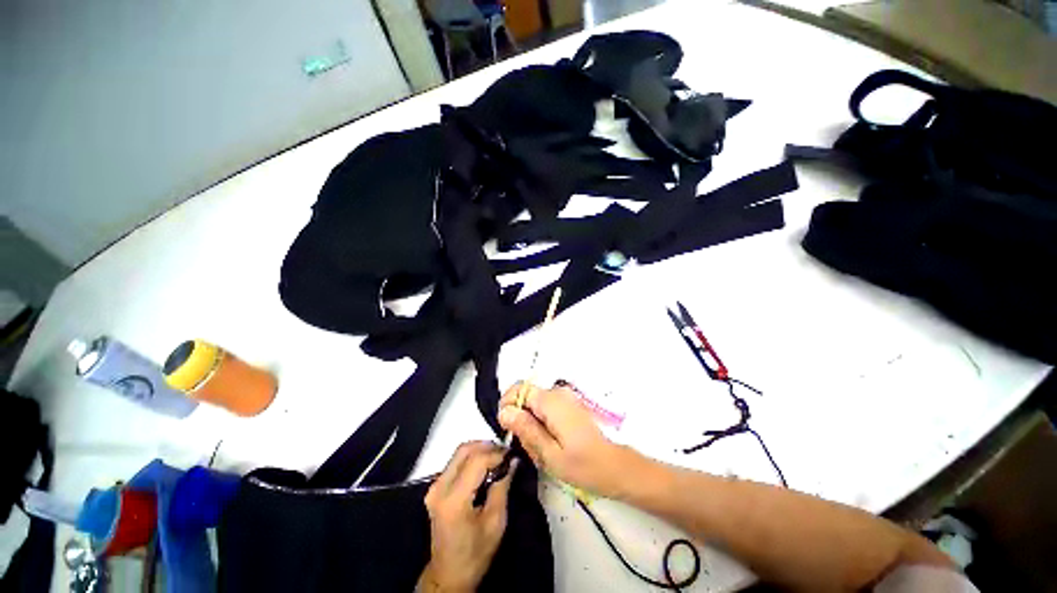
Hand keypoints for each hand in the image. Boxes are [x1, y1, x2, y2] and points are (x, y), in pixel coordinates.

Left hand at [418, 441, 516, 592]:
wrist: (449, 574)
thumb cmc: (475, 553)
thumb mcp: (495, 522)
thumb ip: (503, 487)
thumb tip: (513, 461)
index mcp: (454, 499)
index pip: (477, 461)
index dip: (497, 454)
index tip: (512, 455)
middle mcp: (439, 487)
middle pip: (464, 450)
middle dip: (487, 446)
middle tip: (505, 453)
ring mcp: (434, 486)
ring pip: (459, 453)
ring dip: (480, 450)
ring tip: (498, 458)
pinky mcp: (435, 488)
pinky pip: (455, 462)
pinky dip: (472, 458)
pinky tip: (486, 466)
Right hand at [497, 382, 636, 498]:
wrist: (616, 466)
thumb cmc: (583, 465)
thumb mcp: (549, 453)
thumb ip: (526, 429)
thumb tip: (504, 412)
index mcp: (552, 401)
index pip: (519, 388)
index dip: (508, 405)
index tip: (508, 429)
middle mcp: (558, 393)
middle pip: (526, 397)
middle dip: (520, 420)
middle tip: (529, 447)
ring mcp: (565, 398)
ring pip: (535, 405)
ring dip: (531, 425)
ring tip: (541, 450)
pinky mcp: (569, 405)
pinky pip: (546, 409)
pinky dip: (541, 424)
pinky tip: (550, 445)